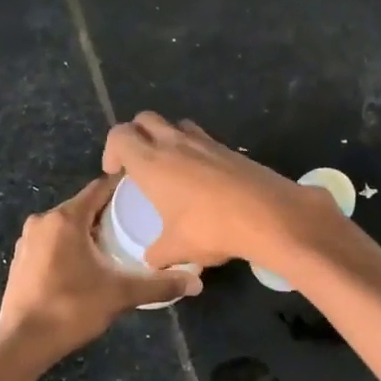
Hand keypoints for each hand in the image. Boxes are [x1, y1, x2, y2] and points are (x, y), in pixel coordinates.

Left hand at [0, 177, 200, 380]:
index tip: (145, 192)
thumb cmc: (71, 309)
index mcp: (65, 219)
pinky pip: (52, 242)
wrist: (21, 344)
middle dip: (108, 213)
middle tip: (138, 223)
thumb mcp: (120, 295)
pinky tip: (88, 264)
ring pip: (66, 226)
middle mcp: (42, 221)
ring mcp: (27, 241)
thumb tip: (197, 283)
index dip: (123, 187)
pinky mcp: (20, 260)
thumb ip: (159, 285)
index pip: (99, 189)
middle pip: (83, 207)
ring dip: (89, 232)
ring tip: (117, 245)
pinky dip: (70, 246)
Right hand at [102, 111, 335, 270]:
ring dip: (167, 137)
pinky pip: (203, 139)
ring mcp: (205, 142)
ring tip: (171, 167)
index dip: (111, 150)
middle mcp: (175, 144)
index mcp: (151, 163)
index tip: (116, 173)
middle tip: (138, 164)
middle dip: (136, 135)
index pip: (120, 135)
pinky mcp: (230, 149)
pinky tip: (203, 179)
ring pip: (177, 124)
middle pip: (145, 119)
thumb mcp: (177, 249)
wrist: (269, 215)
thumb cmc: (211, 229)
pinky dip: (195, 151)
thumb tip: (151, 262)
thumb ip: (158, 254)